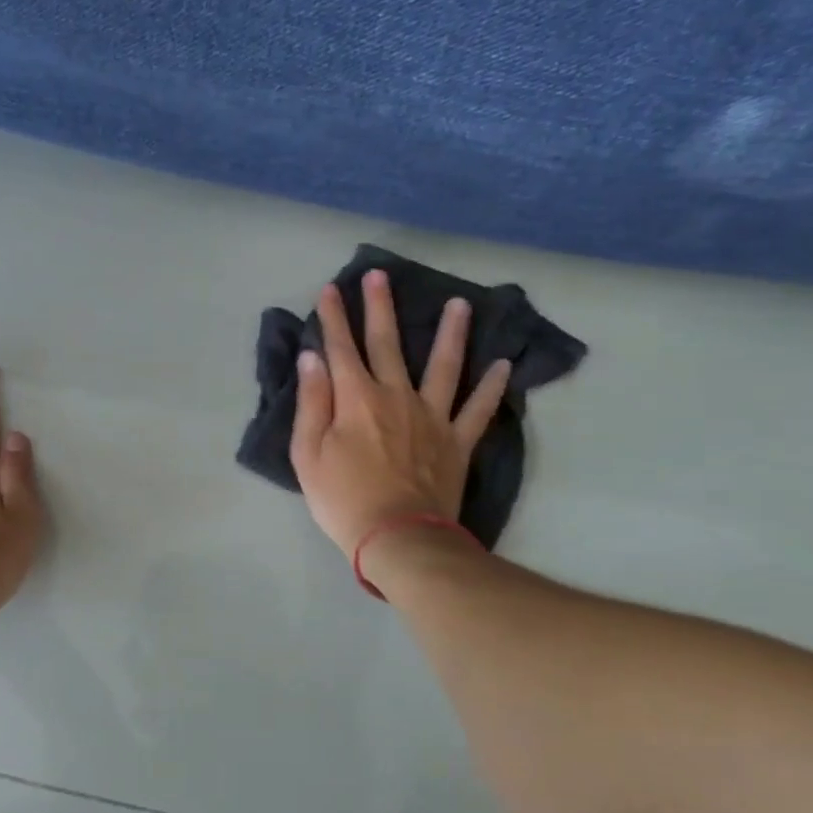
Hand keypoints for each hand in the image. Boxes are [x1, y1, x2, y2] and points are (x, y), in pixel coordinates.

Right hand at [290, 269, 510, 558]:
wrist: (398, 537)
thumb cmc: (342, 498)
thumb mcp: (308, 454)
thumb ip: (312, 402)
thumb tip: (313, 358)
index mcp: (356, 399)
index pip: (341, 348)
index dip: (334, 317)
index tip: (330, 288)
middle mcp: (396, 396)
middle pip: (388, 344)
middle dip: (380, 307)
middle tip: (380, 275)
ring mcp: (432, 417)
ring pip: (444, 365)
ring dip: (451, 333)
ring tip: (460, 304)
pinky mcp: (457, 442)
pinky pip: (478, 409)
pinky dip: (493, 387)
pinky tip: (504, 365)